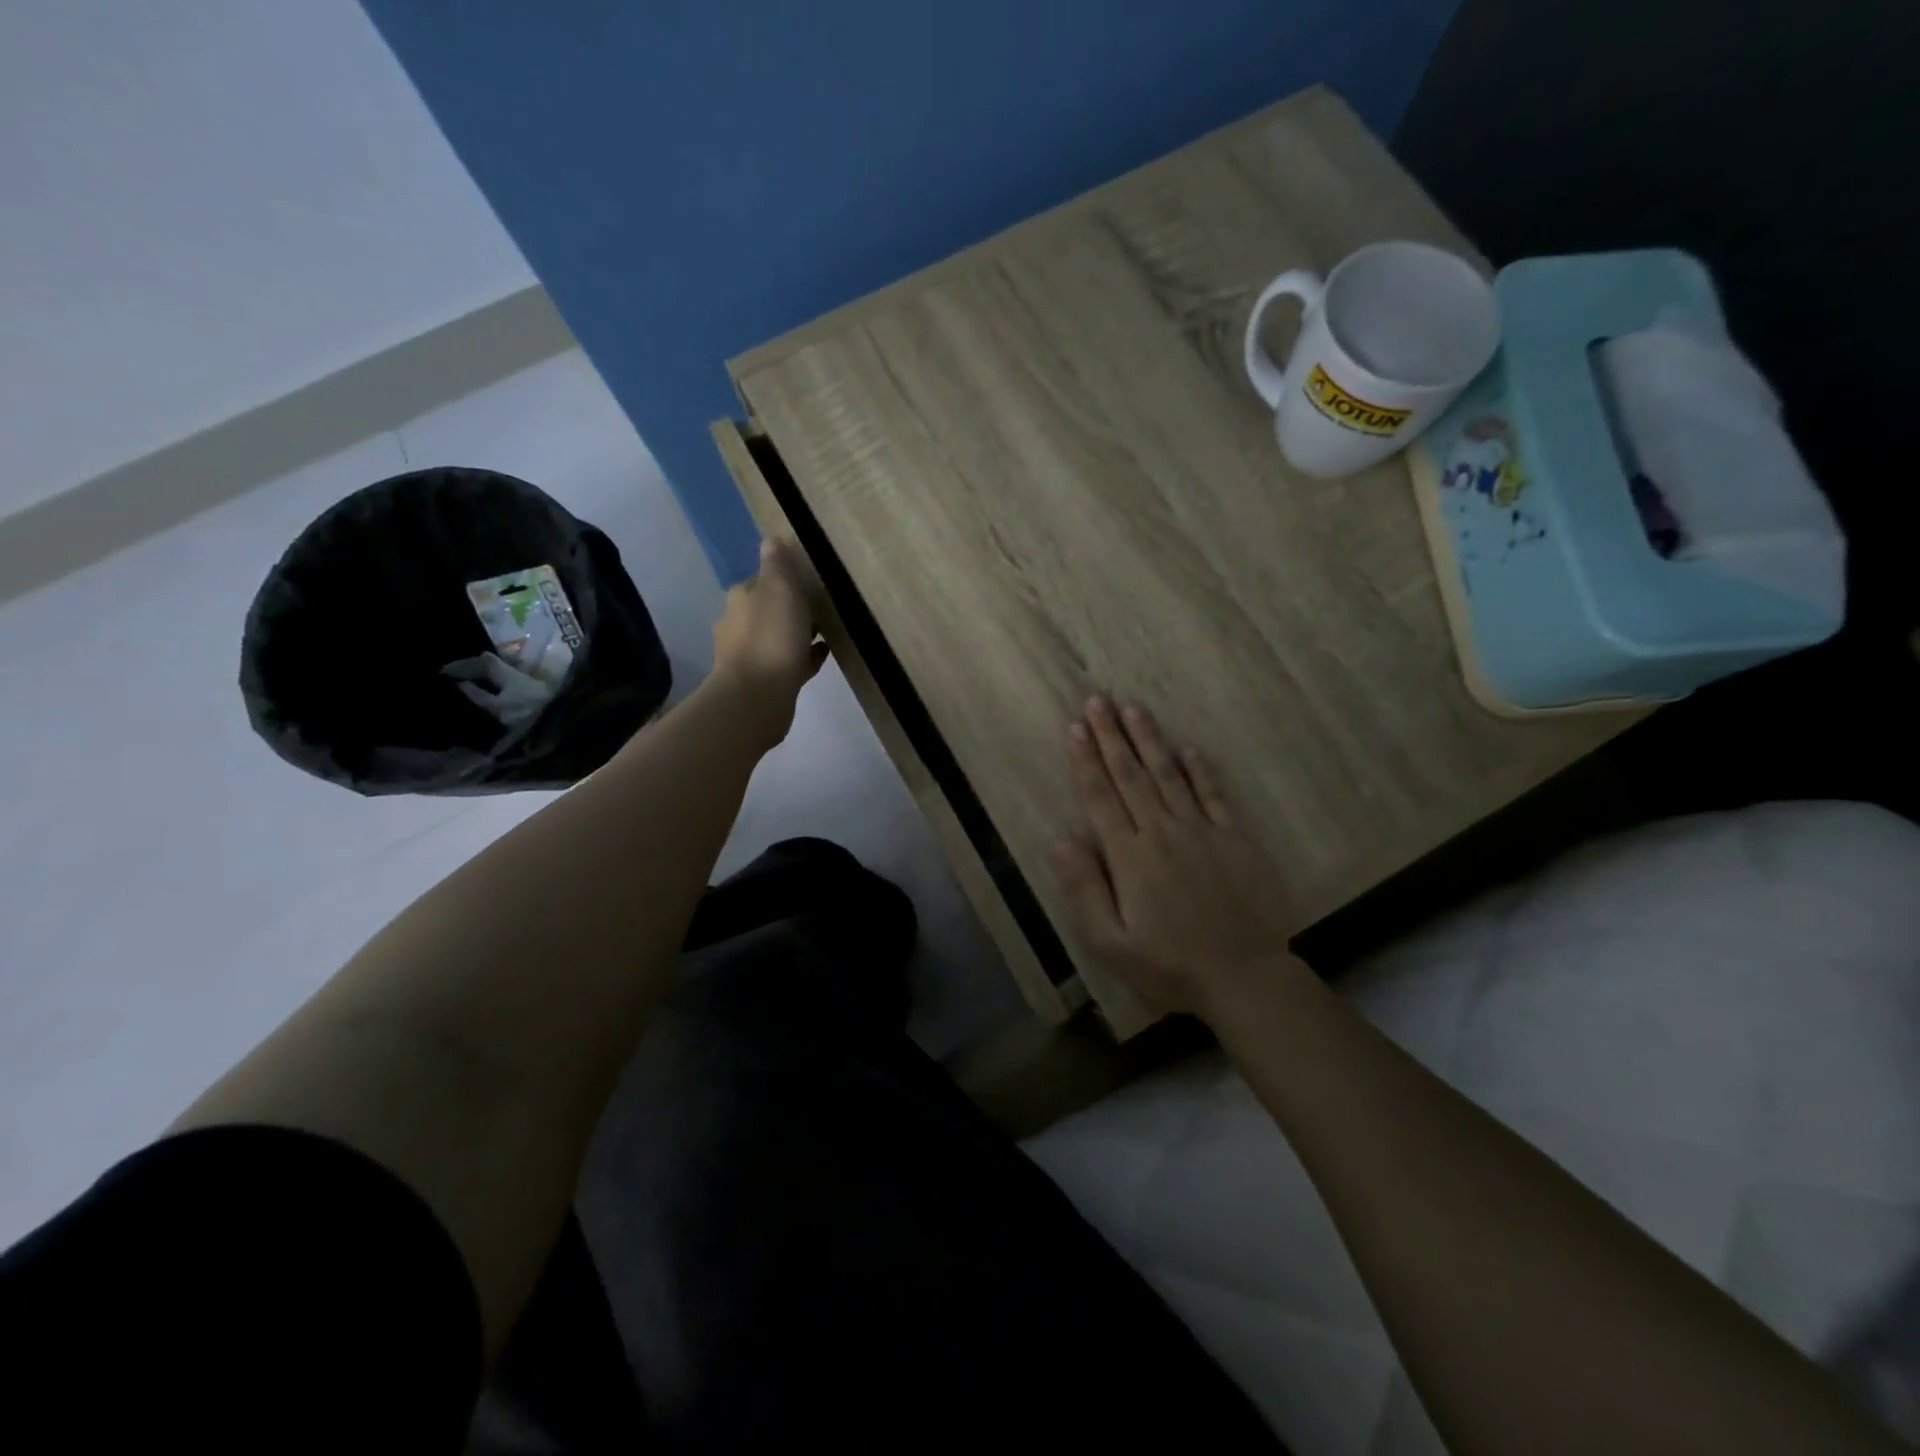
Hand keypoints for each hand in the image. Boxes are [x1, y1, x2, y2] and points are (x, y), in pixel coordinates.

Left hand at [710, 539, 828, 737]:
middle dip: (792, 607)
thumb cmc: (771, 638)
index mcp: (741, 598)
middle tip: (824, 607)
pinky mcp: (763, 682)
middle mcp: (738, 624)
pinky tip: (822, 655)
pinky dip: (803, 656)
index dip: (786, 579)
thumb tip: (770, 538)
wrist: (757, 698)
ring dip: (798, 633)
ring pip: (778, 636)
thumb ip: (777, 565)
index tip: (811, 581)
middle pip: (770, 608)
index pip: (763, 579)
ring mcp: (749, 656)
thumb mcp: (779, 590)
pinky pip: (789, 662)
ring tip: (828, 631)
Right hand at [1053, 697, 1298, 1017]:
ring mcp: (1202, 832)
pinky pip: (1214, 796)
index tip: (1074, 727)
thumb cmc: (1169, 965)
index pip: (1100, 797)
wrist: (1245, 977)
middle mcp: (1162, 832)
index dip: (1085, 760)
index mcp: (1129, 856)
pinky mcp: (1234, 839)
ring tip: (1133, 708)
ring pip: (1169, 775)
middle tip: (1097, 700)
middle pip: (1131, 775)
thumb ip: (1084, 889)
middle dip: (1110, 736)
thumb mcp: (1110, 942)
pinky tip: (1189, 750)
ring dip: (1149, 740)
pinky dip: (1200, 771)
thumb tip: (1062, 840)